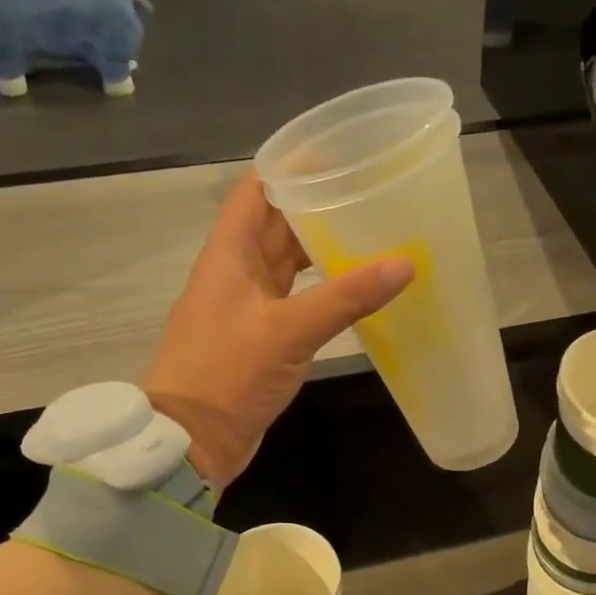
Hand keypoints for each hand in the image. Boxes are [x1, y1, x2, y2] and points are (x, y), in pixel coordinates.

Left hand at [143, 171, 413, 488]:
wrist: (191, 441)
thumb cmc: (227, 374)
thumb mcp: (288, 331)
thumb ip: (346, 297)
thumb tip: (404, 263)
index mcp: (229, 254)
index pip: (258, 189)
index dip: (292, 165)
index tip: (339, 152)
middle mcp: (237, 272)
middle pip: (277, 224)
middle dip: (318, 205)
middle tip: (370, 193)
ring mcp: (248, 306)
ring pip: (288, 263)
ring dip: (322, 249)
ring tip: (372, 234)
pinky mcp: (261, 337)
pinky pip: (296, 299)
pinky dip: (323, 290)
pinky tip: (355, 290)